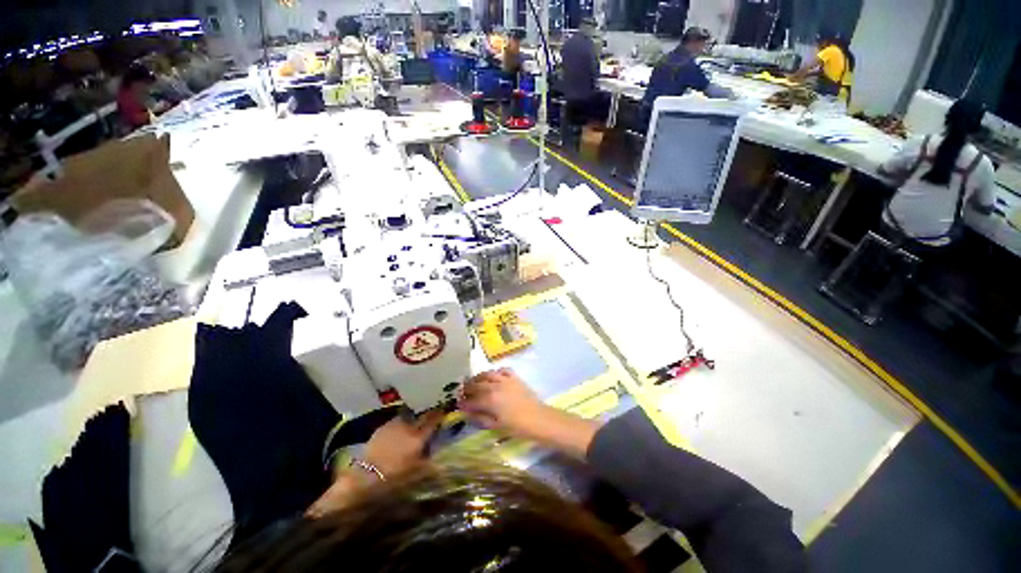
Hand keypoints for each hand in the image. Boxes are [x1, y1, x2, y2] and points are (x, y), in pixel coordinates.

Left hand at [363, 409, 444, 477]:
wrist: (367, 476)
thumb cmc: (395, 476)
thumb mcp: (416, 471)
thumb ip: (429, 461)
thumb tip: (441, 461)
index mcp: (419, 437)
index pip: (433, 421)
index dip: (439, 415)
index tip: (444, 410)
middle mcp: (408, 427)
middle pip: (422, 415)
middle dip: (428, 413)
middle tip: (433, 412)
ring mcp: (395, 425)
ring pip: (408, 416)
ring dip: (413, 417)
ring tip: (415, 420)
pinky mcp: (383, 427)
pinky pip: (395, 421)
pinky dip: (400, 423)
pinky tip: (399, 429)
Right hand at [458, 368, 551, 440]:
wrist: (538, 419)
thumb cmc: (517, 427)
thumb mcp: (496, 426)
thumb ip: (480, 417)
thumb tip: (467, 411)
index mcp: (490, 400)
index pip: (471, 399)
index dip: (463, 402)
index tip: (458, 404)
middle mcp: (495, 386)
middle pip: (477, 384)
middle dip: (467, 388)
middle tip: (463, 392)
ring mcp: (505, 379)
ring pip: (487, 374)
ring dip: (478, 377)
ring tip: (474, 382)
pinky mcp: (514, 377)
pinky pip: (502, 370)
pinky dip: (495, 372)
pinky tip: (493, 376)